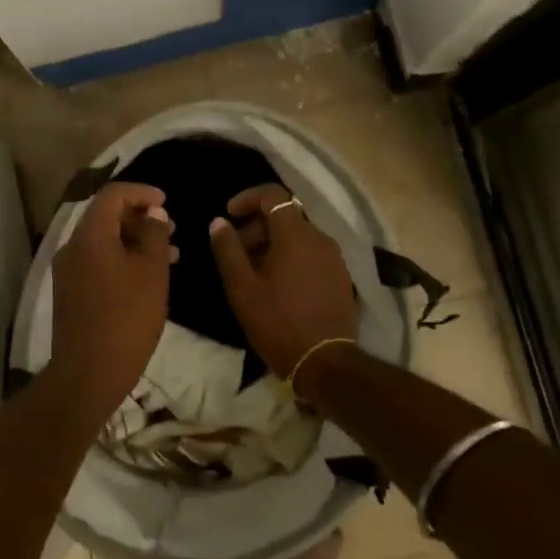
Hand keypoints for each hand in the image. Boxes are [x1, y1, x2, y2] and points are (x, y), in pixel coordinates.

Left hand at [50, 182, 175, 411]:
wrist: (88, 373)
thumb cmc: (127, 317)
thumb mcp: (152, 272)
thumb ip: (154, 234)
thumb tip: (153, 213)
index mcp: (90, 235)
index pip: (113, 195)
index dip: (141, 192)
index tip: (166, 202)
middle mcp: (72, 247)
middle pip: (105, 217)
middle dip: (140, 218)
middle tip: (171, 229)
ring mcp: (68, 271)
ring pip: (103, 242)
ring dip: (134, 241)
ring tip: (169, 254)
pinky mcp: (70, 293)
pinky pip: (98, 262)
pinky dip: (122, 259)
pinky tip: (146, 278)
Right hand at [209, 183, 357, 389]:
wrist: (326, 363)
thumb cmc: (278, 323)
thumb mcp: (242, 288)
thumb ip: (228, 250)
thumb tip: (219, 222)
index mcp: (296, 235)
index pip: (273, 195)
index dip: (247, 198)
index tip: (229, 214)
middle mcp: (320, 238)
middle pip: (285, 216)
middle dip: (256, 226)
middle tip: (235, 252)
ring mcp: (334, 258)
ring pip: (298, 236)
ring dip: (272, 243)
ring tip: (252, 272)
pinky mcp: (340, 276)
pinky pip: (310, 253)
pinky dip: (290, 257)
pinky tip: (276, 284)